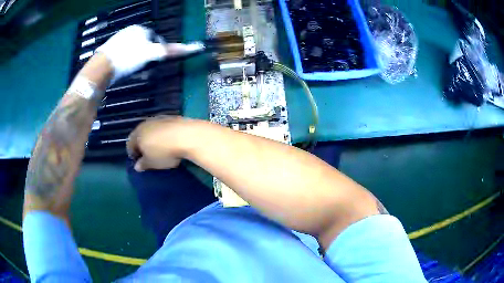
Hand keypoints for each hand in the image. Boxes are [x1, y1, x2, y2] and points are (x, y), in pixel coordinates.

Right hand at [127, 117, 188, 171]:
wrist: (187, 135)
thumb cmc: (164, 152)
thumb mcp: (152, 163)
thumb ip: (143, 164)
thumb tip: (137, 166)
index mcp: (137, 134)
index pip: (130, 144)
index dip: (132, 154)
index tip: (138, 162)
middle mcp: (146, 123)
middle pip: (140, 135)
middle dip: (142, 144)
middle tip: (148, 155)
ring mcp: (159, 118)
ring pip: (152, 129)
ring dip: (153, 138)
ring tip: (160, 148)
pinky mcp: (172, 117)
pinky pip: (164, 128)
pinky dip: (164, 134)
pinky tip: (171, 141)